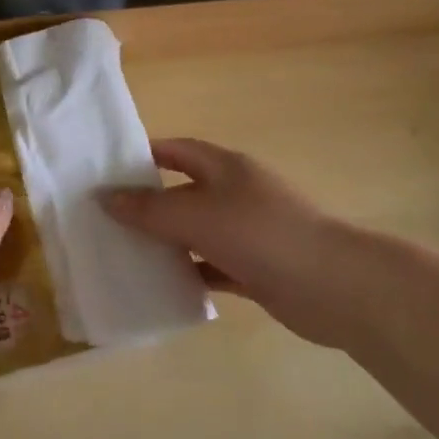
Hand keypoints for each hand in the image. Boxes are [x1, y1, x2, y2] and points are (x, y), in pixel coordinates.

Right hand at [103, 138, 362, 349]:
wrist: (333, 286)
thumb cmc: (260, 235)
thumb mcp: (197, 215)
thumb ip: (150, 208)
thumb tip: (105, 197)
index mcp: (225, 168)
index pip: (177, 150)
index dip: (145, 155)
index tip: (108, 172)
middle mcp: (236, 194)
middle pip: (185, 191)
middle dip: (150, 203)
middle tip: (107, 219)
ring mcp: (248, 232)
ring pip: (197, 232)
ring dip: (167, 242)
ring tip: (125, 255)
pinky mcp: (256, 269)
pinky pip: (213, 267)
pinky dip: (190, 274)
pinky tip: (163, 287)